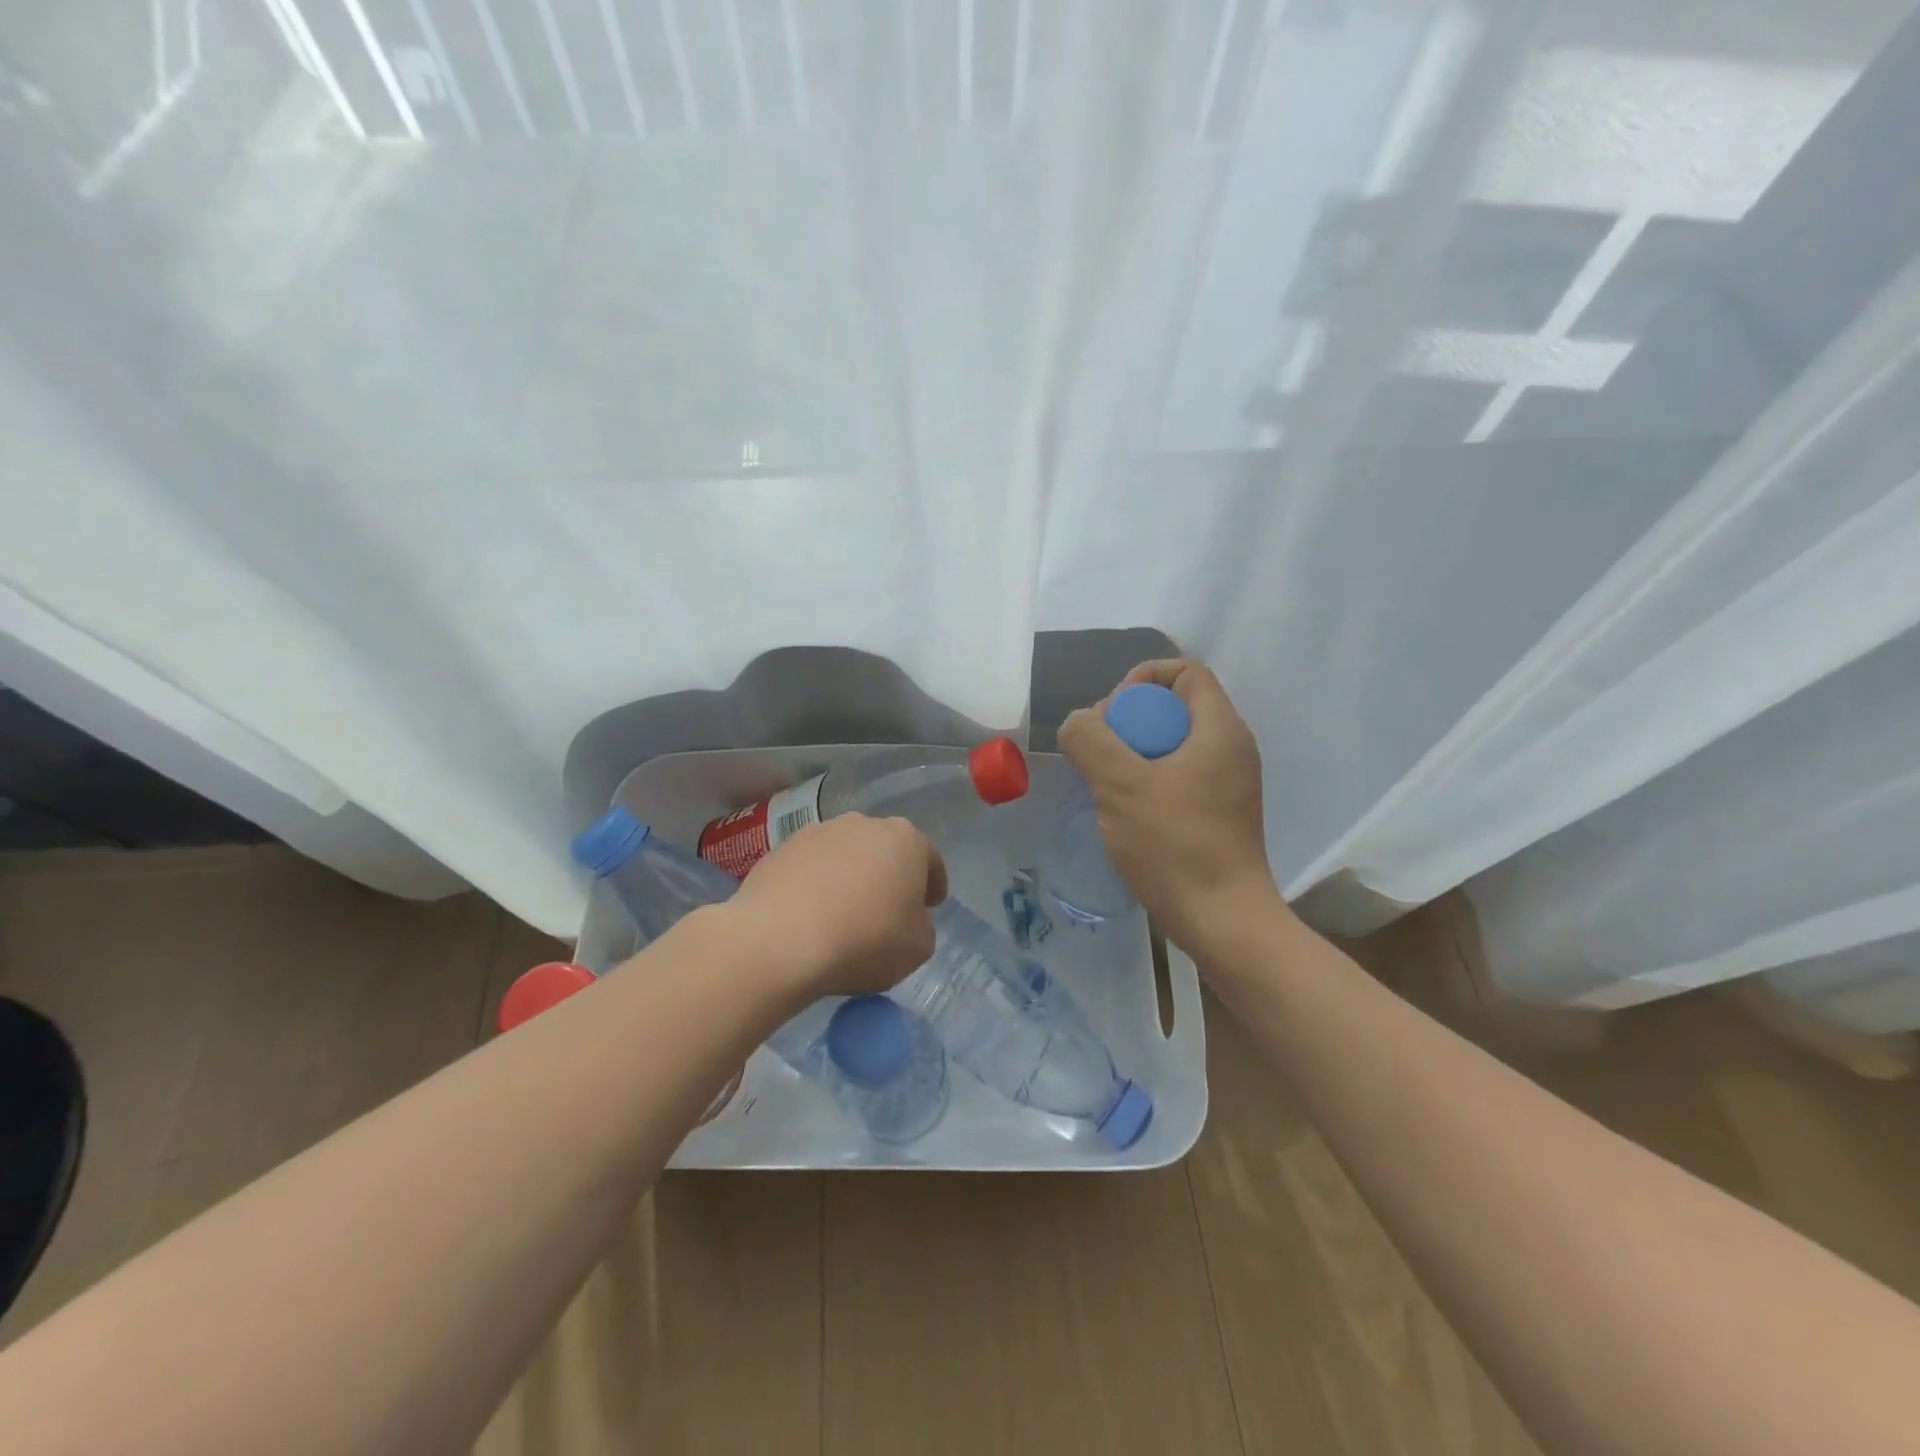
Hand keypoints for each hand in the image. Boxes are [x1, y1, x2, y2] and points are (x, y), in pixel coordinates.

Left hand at [728, 814, 947, 997]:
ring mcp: (817, 833)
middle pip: (884, 850)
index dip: (933, 883)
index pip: (929, 858)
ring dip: (848, 878)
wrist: (780, 940)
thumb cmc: (865, 940)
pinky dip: (813, 886)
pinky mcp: (780, 850)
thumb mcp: (918, 948)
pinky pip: (809, 868)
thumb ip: (921, 926)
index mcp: (905, 839)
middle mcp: (863, 824)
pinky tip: (808, 917)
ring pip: (844, 855)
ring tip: (841, 915)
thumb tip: (906, 919)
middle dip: (888, 876)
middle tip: (886, 910)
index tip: (930, 906)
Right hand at [1057, 659, 1282, 957]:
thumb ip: (1091, 740)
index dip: (1143, 679)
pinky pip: (1177, 776)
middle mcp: (1231, 749)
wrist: (1223, 921)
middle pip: (1174, 707)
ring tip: (1104, 784)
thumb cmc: (1176, 845)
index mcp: (1220, 730)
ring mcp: (1227, 784)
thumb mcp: (1121, 785)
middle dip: (1129, 719)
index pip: (1186, 672)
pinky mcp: (1217, 813)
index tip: (1112, 714)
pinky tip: (1123, 811)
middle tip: (1099, 753)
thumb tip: (1078, 722)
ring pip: (1171, 745)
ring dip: (1132, 753)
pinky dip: (1147, 780)